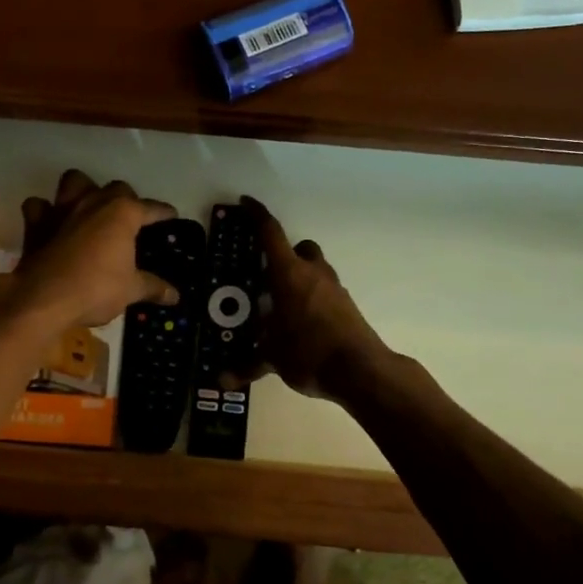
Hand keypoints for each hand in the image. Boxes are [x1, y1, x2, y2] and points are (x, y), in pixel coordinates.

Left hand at [5, 170, 178, 329]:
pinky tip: (52, 223)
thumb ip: (153, 288)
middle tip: (130, 220)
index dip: (164, 213)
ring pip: (74, 181)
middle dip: (126, 199)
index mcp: (122, 213)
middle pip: (116, 188)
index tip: (171, 217)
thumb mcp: (130, 290)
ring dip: (83, 189)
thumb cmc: (95, 289)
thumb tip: (175, 296)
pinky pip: (39, 206)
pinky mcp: (36, 223)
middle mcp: (94, 202)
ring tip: (90, 207)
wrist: (43, 299)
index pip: (151, 208)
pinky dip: (45, 211)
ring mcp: (62, 208)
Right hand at [243, 197, 391, 402]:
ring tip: (282, 304)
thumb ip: (246, 365)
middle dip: (284, 255)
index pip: (270, 233)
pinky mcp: (347, 306)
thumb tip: (221, 380)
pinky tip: (302, 323)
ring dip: (300, 277)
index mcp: (289, 274)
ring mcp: (335, 289)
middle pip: (300, 248)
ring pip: (316, 269)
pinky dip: (313, 299)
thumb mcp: (272, 358)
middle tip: (266, 275)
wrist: (361, 369)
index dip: (257, 215)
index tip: (246, 203)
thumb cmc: (308, 352)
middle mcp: (313, 273)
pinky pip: (325, 292)